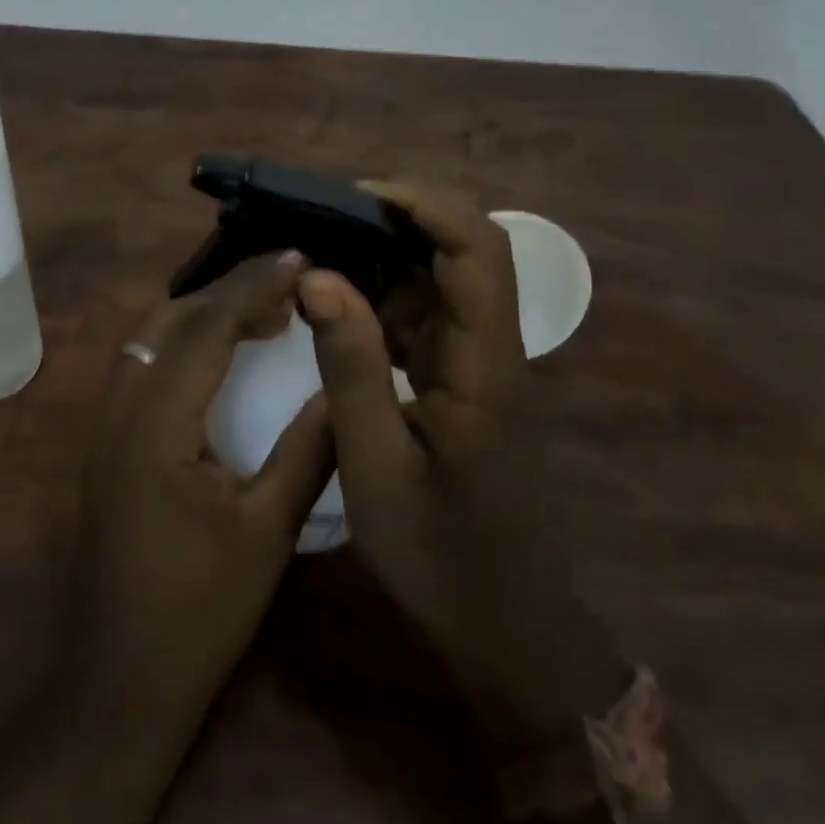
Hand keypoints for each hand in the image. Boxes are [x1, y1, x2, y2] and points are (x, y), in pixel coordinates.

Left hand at [68, 249, 334, 723]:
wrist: (119, 679)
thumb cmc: (199, 609)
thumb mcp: (267, 531)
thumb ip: (307, 451)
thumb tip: (341, 387)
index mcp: (157, 422)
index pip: (205, 327)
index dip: (253, 286)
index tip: (297, 258)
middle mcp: (120, 406)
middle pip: (170, 317)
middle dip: (228, 288)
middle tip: (286, 279)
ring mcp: (106, 421)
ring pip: (151, 333)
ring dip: (203, 309)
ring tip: (262, 308)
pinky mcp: (108, 437)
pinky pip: (145, 360)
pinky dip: (185, 337)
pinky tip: (221, 351)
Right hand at [299, 182, 629, 754]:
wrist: (507, 629)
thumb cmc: (442, 557)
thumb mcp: (376, 467)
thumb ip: (351, 366)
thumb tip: (317, 275)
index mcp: (486, 364)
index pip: (477, 250)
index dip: (425, 205)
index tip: (357, 194)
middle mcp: (493, 347)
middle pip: (468, 249)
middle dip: (402, 217)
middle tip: (328, 215)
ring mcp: (481, 362)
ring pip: (445, 278)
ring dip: (388, 254)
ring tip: (323, 248)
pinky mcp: (465, 379)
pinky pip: (428, 315)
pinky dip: (384, 296)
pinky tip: (339, 305)